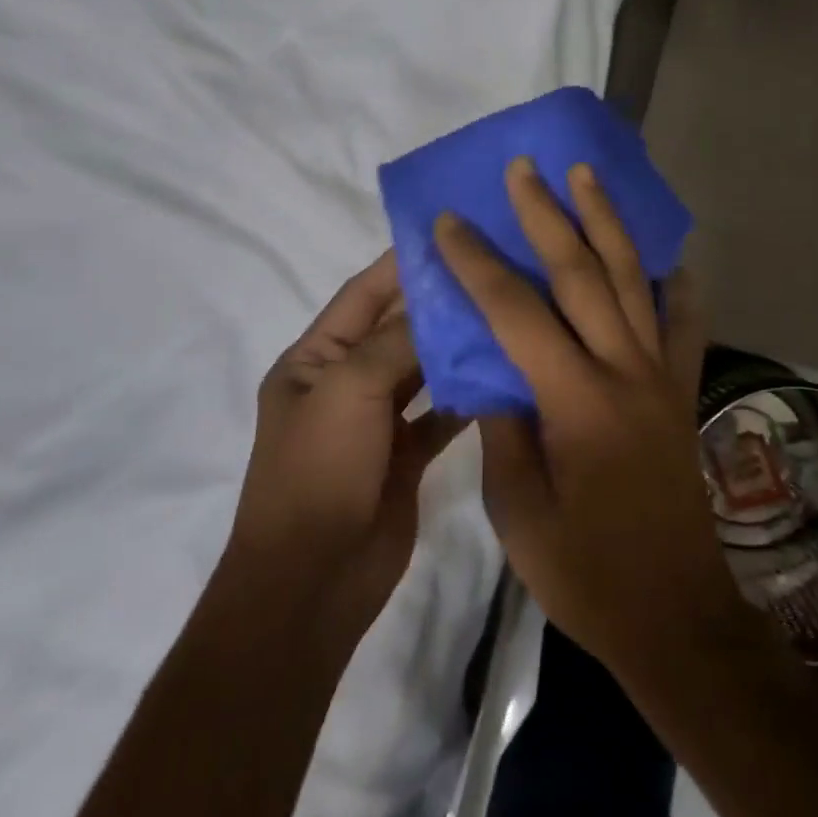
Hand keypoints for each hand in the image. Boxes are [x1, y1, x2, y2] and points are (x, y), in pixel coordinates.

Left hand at [224, 253, 464, 641]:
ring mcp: (376, 421)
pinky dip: (465, 398)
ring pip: (422, 370)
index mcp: (314, 359)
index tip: (448, 233)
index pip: (362, 294)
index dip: (400, 264)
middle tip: (491, 268)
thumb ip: (397, 341)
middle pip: (396, 329)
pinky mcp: (405, 456)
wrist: (313, 583)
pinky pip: (440, 415)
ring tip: (504, 313)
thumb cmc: (318, 471)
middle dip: (437, 303)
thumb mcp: (349, 390)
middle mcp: (345, 382)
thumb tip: (440, 305)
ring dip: (454, 348)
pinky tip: (501, 376)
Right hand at [433, 158, 752, 673]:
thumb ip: (504, 429)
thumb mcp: (518, 511)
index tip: (450, 222)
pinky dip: (675, 285)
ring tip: (586, 176)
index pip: (516, 311)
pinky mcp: (682, 391)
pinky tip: (669, 259)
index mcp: (575, 401)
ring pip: (634, 279)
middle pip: (582, 272)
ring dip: (606, 222)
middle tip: (524, 169)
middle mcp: (624, 371)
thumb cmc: (586, 573)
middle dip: (547, 214)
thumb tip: (494, 374)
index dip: (479, 262)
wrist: (675, 618)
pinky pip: (683, 323)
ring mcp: (661, 376)